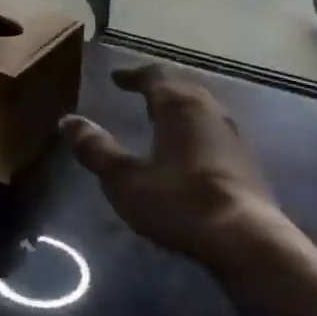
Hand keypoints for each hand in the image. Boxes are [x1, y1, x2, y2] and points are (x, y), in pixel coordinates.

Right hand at [59, 63, 284, 268]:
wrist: (247, 241)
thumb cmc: (179, 201)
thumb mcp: (124, 178)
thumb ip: (96, 149)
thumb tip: (68, 121)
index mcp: (179, 106)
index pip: (154, 76)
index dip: (133, 75)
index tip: (116, 78)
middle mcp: (209, 111)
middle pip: (183, 88)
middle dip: (160, 88)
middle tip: (141, 93)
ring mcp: (234, 137)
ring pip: (203, 110)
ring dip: (182, 109)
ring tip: (165, 119)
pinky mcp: (249, 164)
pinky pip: (216, 133)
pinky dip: (197, 132)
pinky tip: (192, 152)